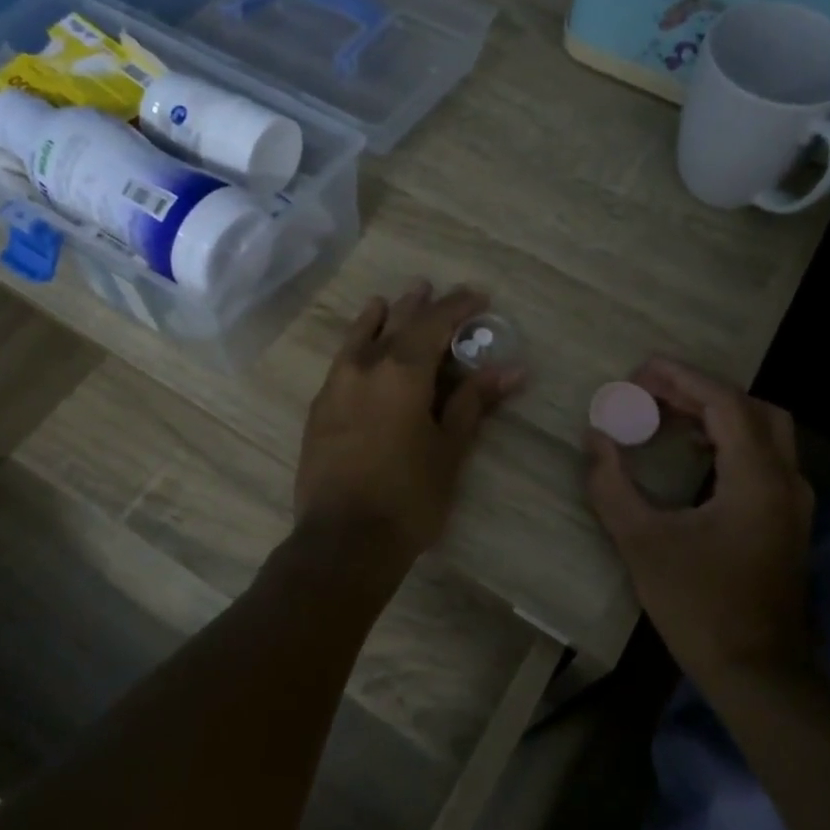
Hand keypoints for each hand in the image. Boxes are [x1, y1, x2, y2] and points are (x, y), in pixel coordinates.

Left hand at [296, 282, 522, 559]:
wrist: (343, 540)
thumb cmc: (409, 496)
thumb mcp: (450, 448)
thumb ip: (474, 402)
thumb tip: (511, 369)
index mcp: (401, 371)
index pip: (435, 323)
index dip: (458, 306)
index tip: (479, 297)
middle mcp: (364, 367)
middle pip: (395, 323)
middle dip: (418, 305)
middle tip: (433, 289)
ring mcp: (335, 386)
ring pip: (359, 338)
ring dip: (378, 318)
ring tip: (387, 302)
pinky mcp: (319, 409)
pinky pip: (341, 362)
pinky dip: (356, 346)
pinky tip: (359, 351)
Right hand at [585, 358, 814, 685]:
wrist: (757, 674)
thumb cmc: (698, 606)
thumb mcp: (642, 542)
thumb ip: (612, 484)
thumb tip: (595, 437)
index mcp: (757, 478)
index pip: (724, 403)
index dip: (681, 378)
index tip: (640, 369)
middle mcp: (786, 480)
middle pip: (752, 408)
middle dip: (701, 391)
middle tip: (652, 390)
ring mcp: (793, 502)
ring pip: (763, 432)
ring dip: (717, 414)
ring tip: (666, 414)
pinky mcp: (787, 521)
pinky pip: (763, 458)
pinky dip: (729, 441)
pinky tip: (694, 453)